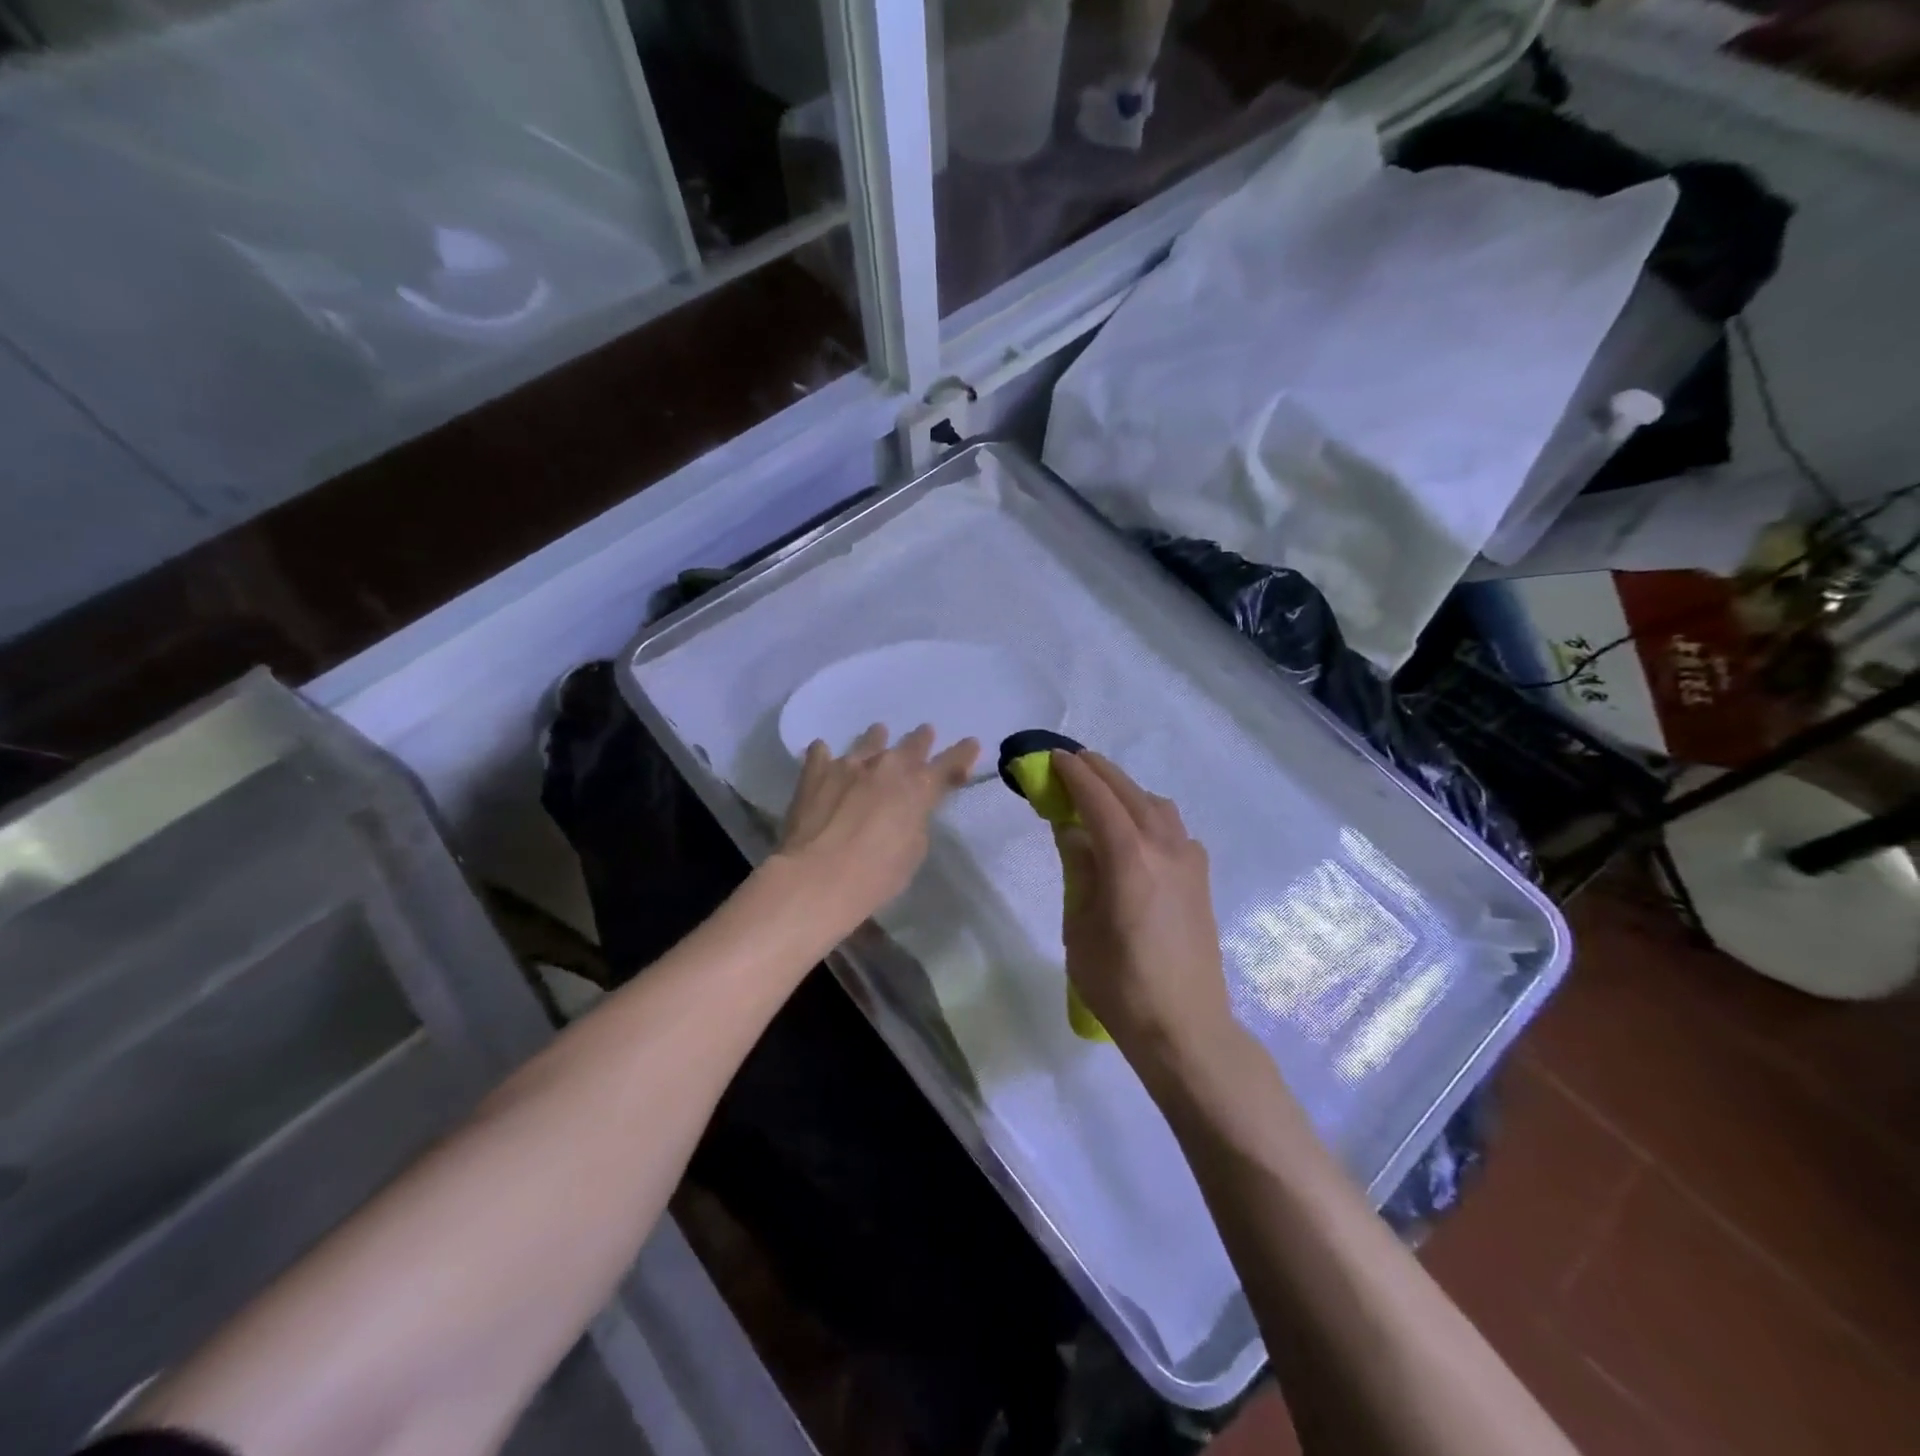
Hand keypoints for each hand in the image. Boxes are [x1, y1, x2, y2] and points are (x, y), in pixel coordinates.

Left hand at [775, 724, 978, 927]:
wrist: (816, 878)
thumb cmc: (875, 876)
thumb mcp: (913, 852)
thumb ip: (915, 822)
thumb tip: (908, 810)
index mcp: (918, 788)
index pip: (949, 763)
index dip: (963, 753)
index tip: (971, 744)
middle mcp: (886, 767)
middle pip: (911, 745)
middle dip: (921, 740)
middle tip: (925, 733)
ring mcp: (848, 765)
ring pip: (868, 741)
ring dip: (877, 738)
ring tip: (879, 732)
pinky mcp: (815, 773)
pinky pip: (821, 753)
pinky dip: (826, 755)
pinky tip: (823, 753)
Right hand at [1051, 751, 1236, 1065]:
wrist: (1185, 1028)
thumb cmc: (1120, 984)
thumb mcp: (1079, 926)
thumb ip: (1078, 869)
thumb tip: (1071, 830)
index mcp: (1129, 858)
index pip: (1097, 798)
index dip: (1073, 773)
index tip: (1052, 758)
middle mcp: (1165, 847)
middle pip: (1129, 791)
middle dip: (1098, 772)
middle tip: (1071, 763)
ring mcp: (1190, 860)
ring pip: (1156, 805)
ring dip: (1126, 791)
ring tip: (1100, 797)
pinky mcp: (1201, 878)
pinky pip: (1173, 828)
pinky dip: (1149, 815)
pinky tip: (1135, 834)